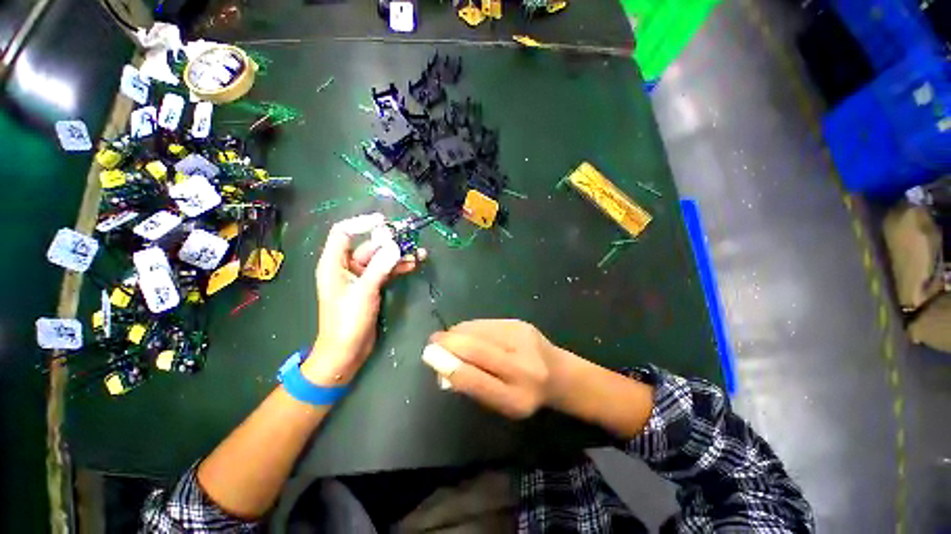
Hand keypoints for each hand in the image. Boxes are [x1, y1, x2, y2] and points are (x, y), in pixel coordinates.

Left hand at [305, 213, 424, 384]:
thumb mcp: (363, 292)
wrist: (346, 352)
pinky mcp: (371, 287)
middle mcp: (346, 267)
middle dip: (390, 243)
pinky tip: (413, 264)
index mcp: (333, 264)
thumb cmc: (347, 322)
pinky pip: (386, 271)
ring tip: (419, 254)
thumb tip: (395, 246)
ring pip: (380, 259)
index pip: (343, 233)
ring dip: (398, 256)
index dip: (361, 223)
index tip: (384, 222)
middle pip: (368, 246)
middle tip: (411, 241)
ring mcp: (360, 277)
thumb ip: (380, 267)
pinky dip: (398, 268)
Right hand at [423, 320, 567, 418]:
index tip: (429, 355)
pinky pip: (486, 322)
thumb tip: (442, 366)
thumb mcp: (501, 403)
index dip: (449, 366)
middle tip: (432, 341)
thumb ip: (473, 386)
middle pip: (477, 349)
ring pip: (479, 331)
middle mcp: (523, 368)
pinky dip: (470, 327)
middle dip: (449, 342)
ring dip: (457, 332)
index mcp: (516, 399)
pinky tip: (467, 332)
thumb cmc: (525, 394)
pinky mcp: (520, 323)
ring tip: (448, 338)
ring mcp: (523, 340)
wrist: (559, 373)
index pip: (476, 381)